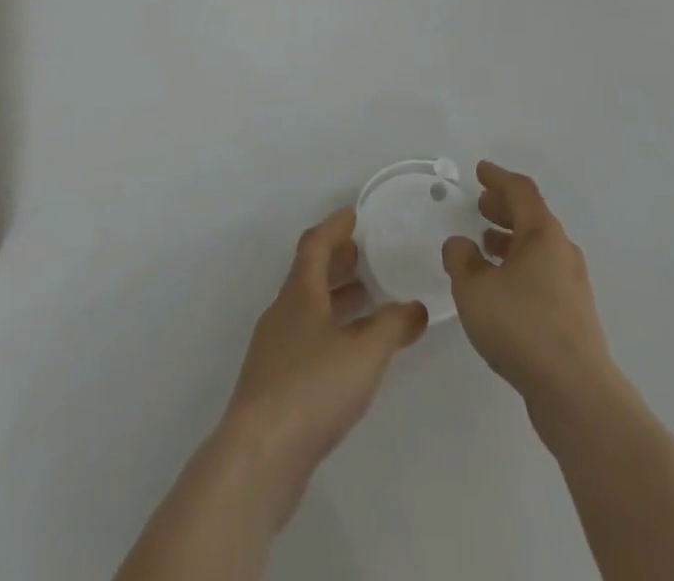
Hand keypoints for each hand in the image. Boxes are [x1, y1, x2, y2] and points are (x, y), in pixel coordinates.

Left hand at [218, 207, 427, 522]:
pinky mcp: (274, 386)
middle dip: (337, 262)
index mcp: (300, 294)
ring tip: (368, 299)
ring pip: (308, 310)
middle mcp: (283, 314)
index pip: (315, 245)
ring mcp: (274, 351)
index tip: (353, 215)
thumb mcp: (364, 353)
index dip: (334, 227)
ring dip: (335, 299)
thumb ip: (393, 326)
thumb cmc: (311, 388)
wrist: (257, 458)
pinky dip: (330, 331)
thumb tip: (416, 308)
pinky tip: (350, 353)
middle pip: (309, 275)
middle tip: (365, 254)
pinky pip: (306, 340)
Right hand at [442, 161, 618, 411]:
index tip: (480, 171)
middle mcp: (562, 251)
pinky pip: (541, 275)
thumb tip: (460, 245)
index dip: (498, 177)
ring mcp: (571, 285)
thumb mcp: (474, 289)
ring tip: (484, 246)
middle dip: (504, 208)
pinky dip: (519, 268)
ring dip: (510, 241)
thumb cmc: (522, 326)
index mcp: (543, 233)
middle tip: (480, 205)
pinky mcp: (572, 316)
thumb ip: (461, 260)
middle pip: (532, 217)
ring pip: (537, 249)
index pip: (520, 191)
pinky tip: (500, 289)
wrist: (575, 393)